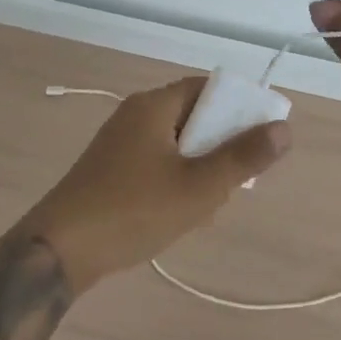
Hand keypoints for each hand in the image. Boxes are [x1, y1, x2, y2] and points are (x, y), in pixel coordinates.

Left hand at [21, 77, 291, 290]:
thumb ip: (243, 157)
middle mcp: (136, 115)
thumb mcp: (199, 187)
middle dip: (219, 147)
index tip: (259, 140)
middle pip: (194, 116)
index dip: (239, 107)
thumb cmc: (133, 210)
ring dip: (199, 170)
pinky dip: (175, 181)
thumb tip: (283, 128)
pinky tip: (178, 216)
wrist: (57, 251)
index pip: (208, 88)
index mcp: (155, 105)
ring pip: (177, 145)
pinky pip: (156, 163)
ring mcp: (119, 143)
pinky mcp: (110, 170)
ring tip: (205, 207)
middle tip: (233, 183)